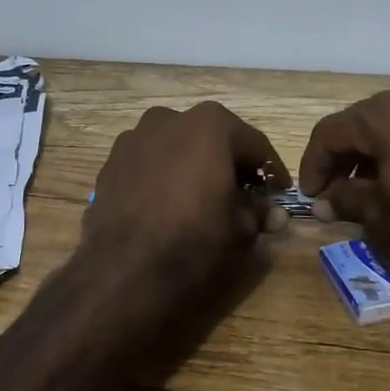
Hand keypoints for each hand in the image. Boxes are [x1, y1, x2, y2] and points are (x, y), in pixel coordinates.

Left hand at [84, 102, 289, 294]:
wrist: (122, 271)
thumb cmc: (193, 242)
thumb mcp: (240, 230)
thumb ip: (259, 212)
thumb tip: (273, 213)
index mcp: (210, 125)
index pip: (254, 145)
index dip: (271, 171)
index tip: (279, 192)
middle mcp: (170, 119)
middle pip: (212, 139)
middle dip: (230, 164)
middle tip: (243, 195)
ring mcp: (135, 137)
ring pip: (177, 147)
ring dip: (193, 166)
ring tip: (202, 199)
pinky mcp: (111, 162)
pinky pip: (149, 163)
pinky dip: (163, 176)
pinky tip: (167, 204)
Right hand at [298, 83, 389, 312]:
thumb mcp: (379, 220)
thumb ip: (345, 198)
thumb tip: (324, 200)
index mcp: (389, 116)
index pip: (334, 131)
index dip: (315, 163)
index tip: (311, 194)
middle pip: (369, 120)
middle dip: (349, 153)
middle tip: (338, 188)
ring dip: (384, 149)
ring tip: (378, 184)